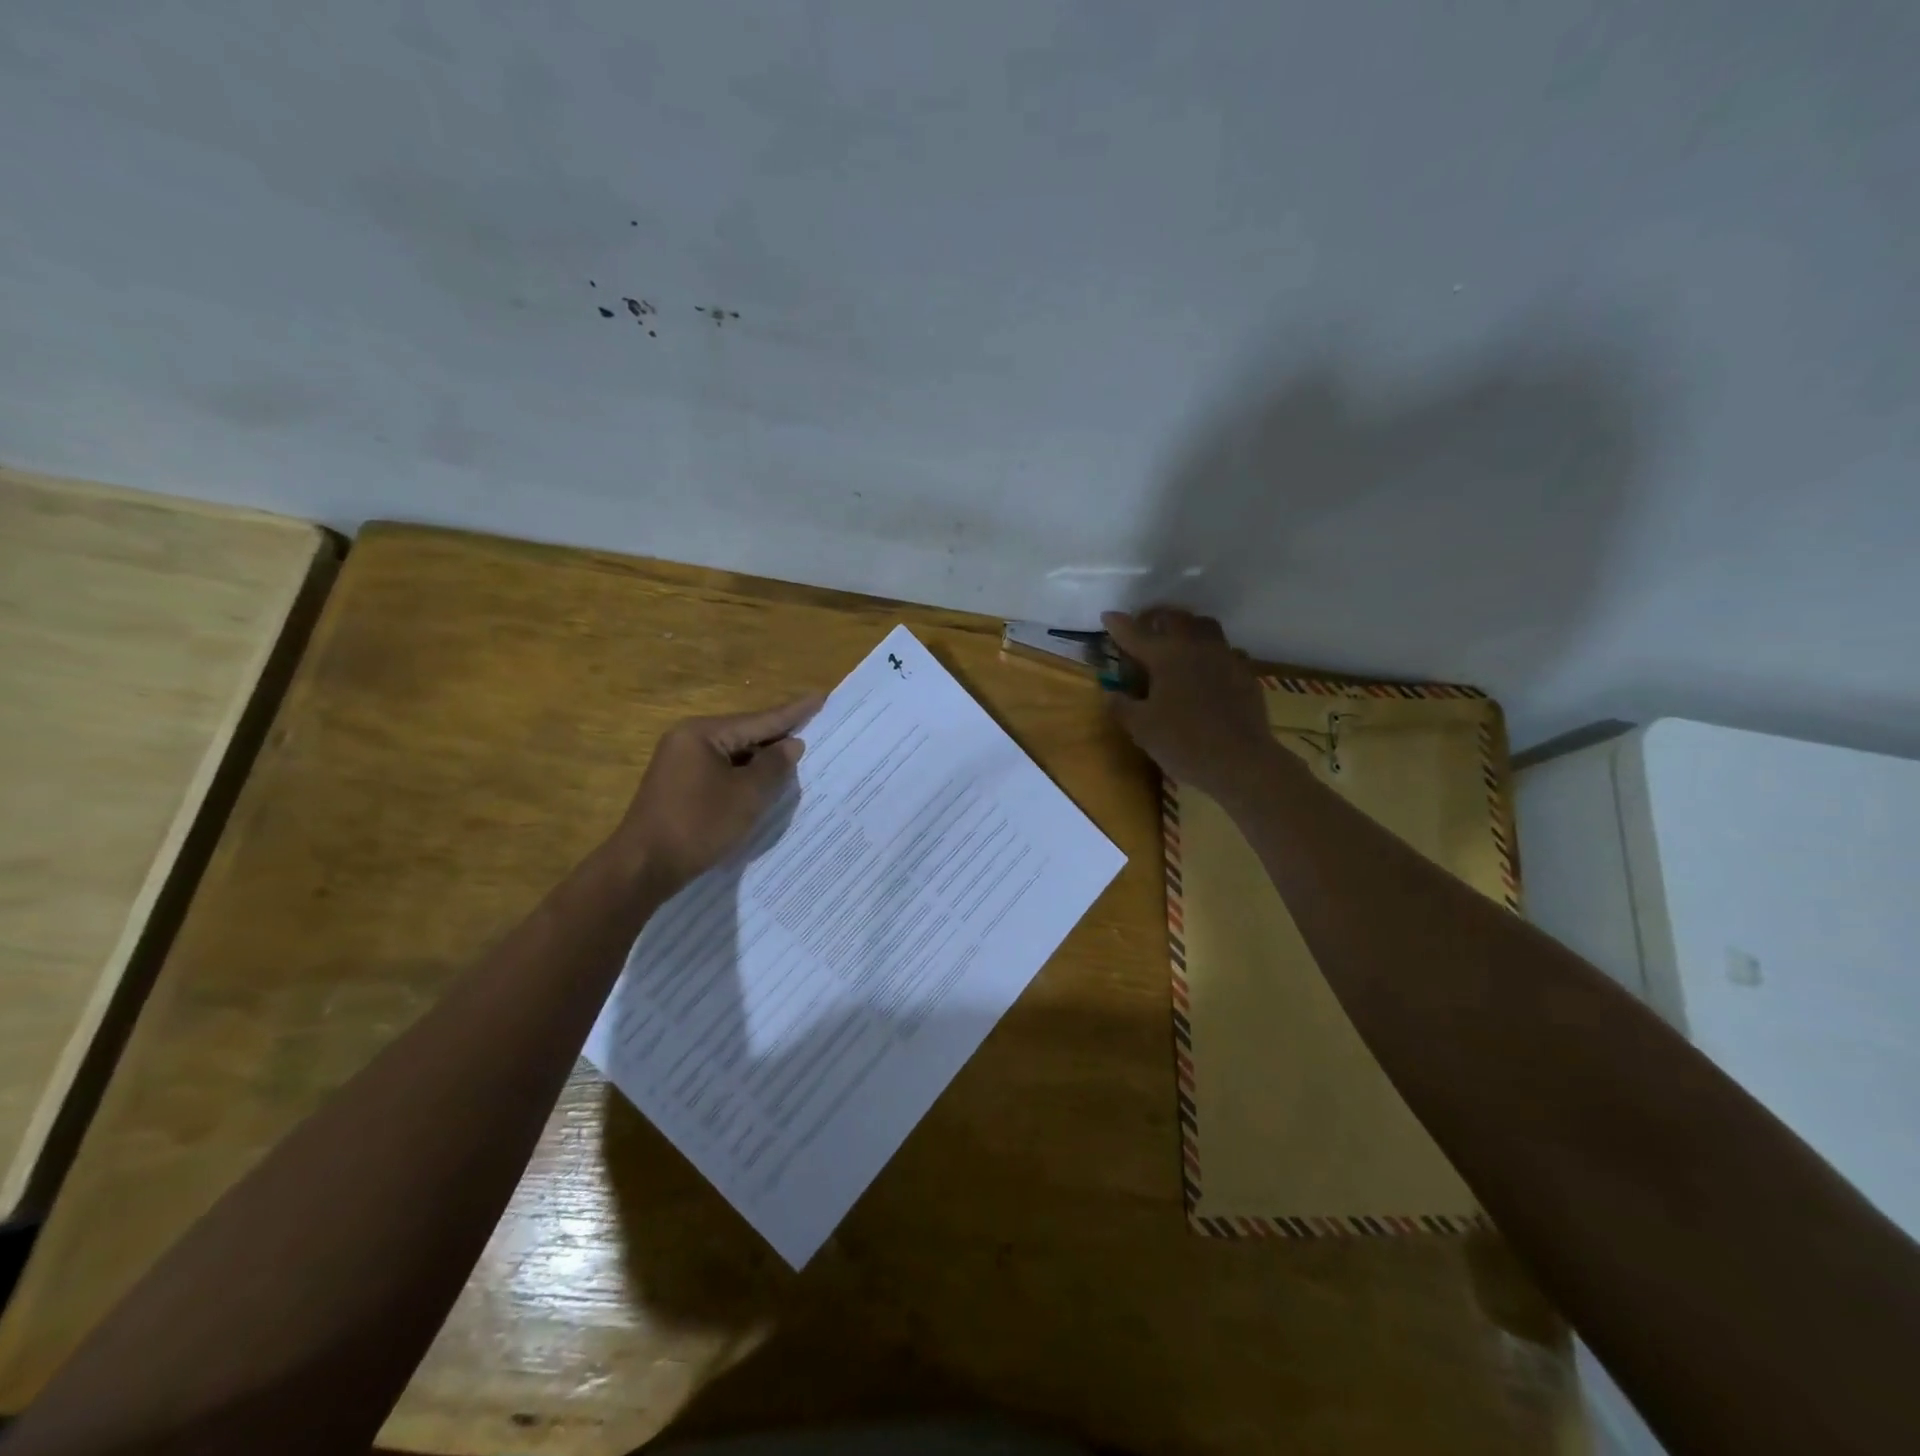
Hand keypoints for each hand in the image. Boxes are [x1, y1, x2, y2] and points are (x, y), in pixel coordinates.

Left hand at [609, 695, 822, 892]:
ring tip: (796, 758)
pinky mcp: (678, 786)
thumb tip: (792, 744)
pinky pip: (720, 772)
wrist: (643, 867)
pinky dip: (744, 777)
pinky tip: (764, 784)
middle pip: (744, 734)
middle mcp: (688, 740)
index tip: (819, 697)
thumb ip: (774, 766)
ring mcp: (679, 764)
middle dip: (778, 737)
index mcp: (702, 733)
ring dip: (762, 761)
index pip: (759, 720)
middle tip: (814, 727)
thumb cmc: (699, 824)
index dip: (793, 712)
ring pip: (732, 756)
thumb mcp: (747, 795)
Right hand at [1102, 607, 1275, 796]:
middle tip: (1145, 628)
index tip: (1107, 616)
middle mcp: (1196, 646)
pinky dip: (1212, 654)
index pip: (1134, 633)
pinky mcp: (1246, 673)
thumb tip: (1110, 692)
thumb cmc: (1182, 743)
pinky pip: (1227, 652)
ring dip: (1188, 628)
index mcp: (1165, 656)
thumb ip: (1121, 705)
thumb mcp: (1140, 728)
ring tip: (1178, 641)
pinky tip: (1208, 670)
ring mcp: (1225, 657)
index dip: (1118, 624)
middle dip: (1156, 618)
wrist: (1240, 762)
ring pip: (1205, 627)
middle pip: (1175, 618)